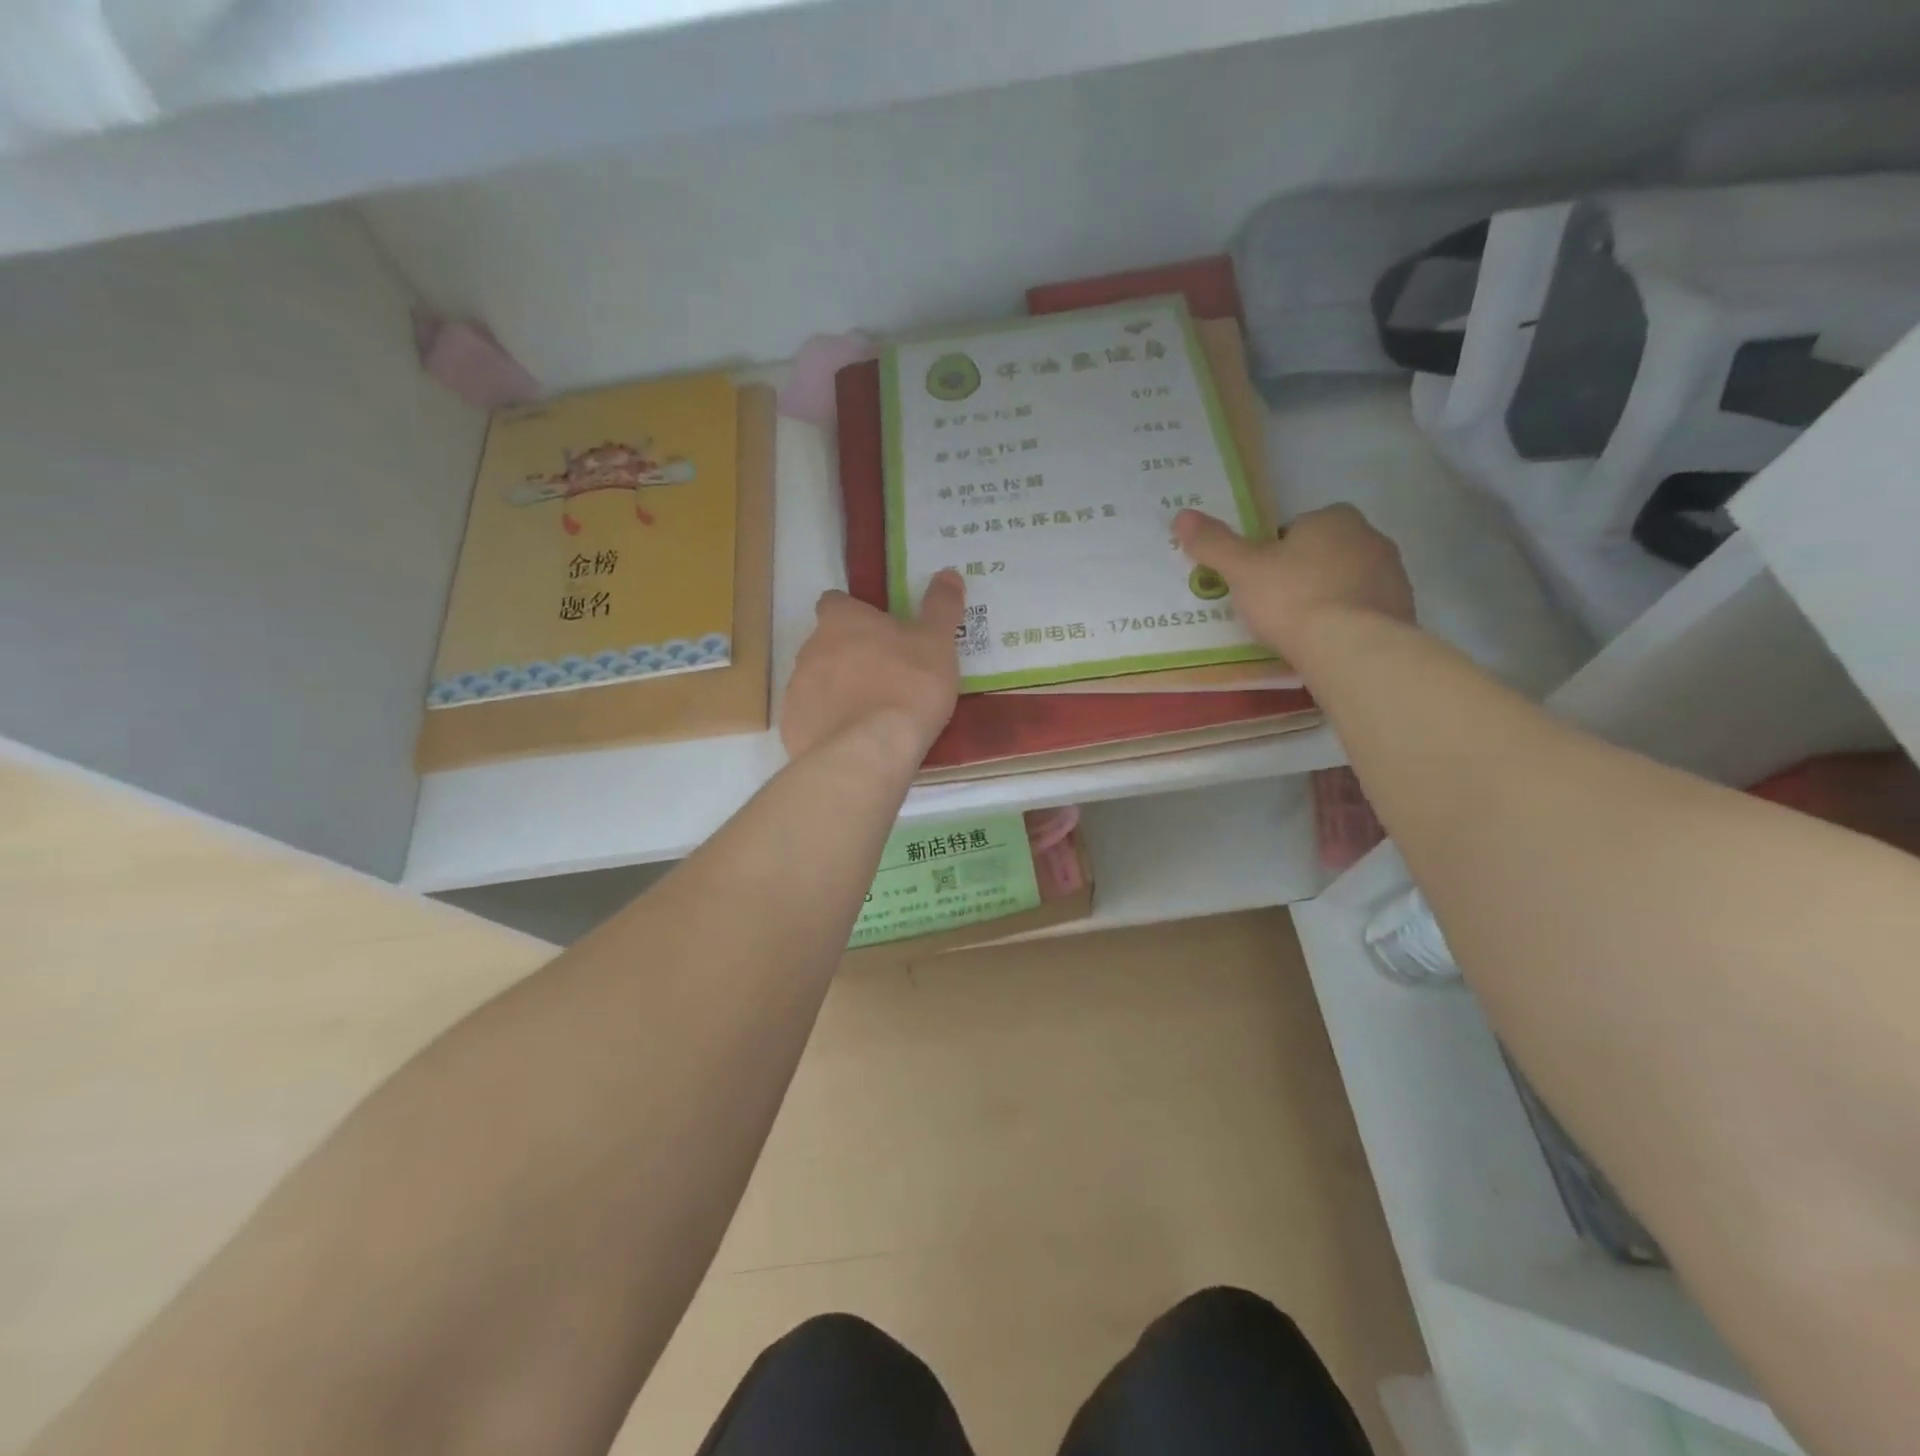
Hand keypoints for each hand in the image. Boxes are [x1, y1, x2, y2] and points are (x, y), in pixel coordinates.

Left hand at [781, 571, 965, 761]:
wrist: (868, 752)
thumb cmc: (906, 687)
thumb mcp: (937, 643)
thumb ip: (941, 607)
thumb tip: (948, 573)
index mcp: (841, 621)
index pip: (836, 603)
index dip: (856, 614)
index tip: (880, 631)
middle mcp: (810, 649)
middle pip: (826, 644)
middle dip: (850, 656)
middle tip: (887, 677)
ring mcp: (796, 691)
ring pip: (818, 683)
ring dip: (839, 692)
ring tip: (874, 715)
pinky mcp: (793, 728)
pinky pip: (813, 720)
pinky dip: (830, 727)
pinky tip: (856, 742)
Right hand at [1174, 504, 1413, 659]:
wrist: (1352, 648)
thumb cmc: (1292, 598)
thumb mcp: (1241, 570)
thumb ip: (1213, 543)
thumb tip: (1181, 515)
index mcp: (1333, 518)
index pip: (1295, 528)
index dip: (1273, 553)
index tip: (1259, 581)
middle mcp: (1370, 537)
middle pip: (1323, 553)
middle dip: (1302, 574)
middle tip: (1274, 607)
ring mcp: (1392, 575)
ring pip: (1347, 582)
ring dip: (1326, 598)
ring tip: (1299, 630)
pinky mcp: (1403, 610)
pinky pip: (1365, 611)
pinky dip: (1346, 623)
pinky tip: (1326, 644)